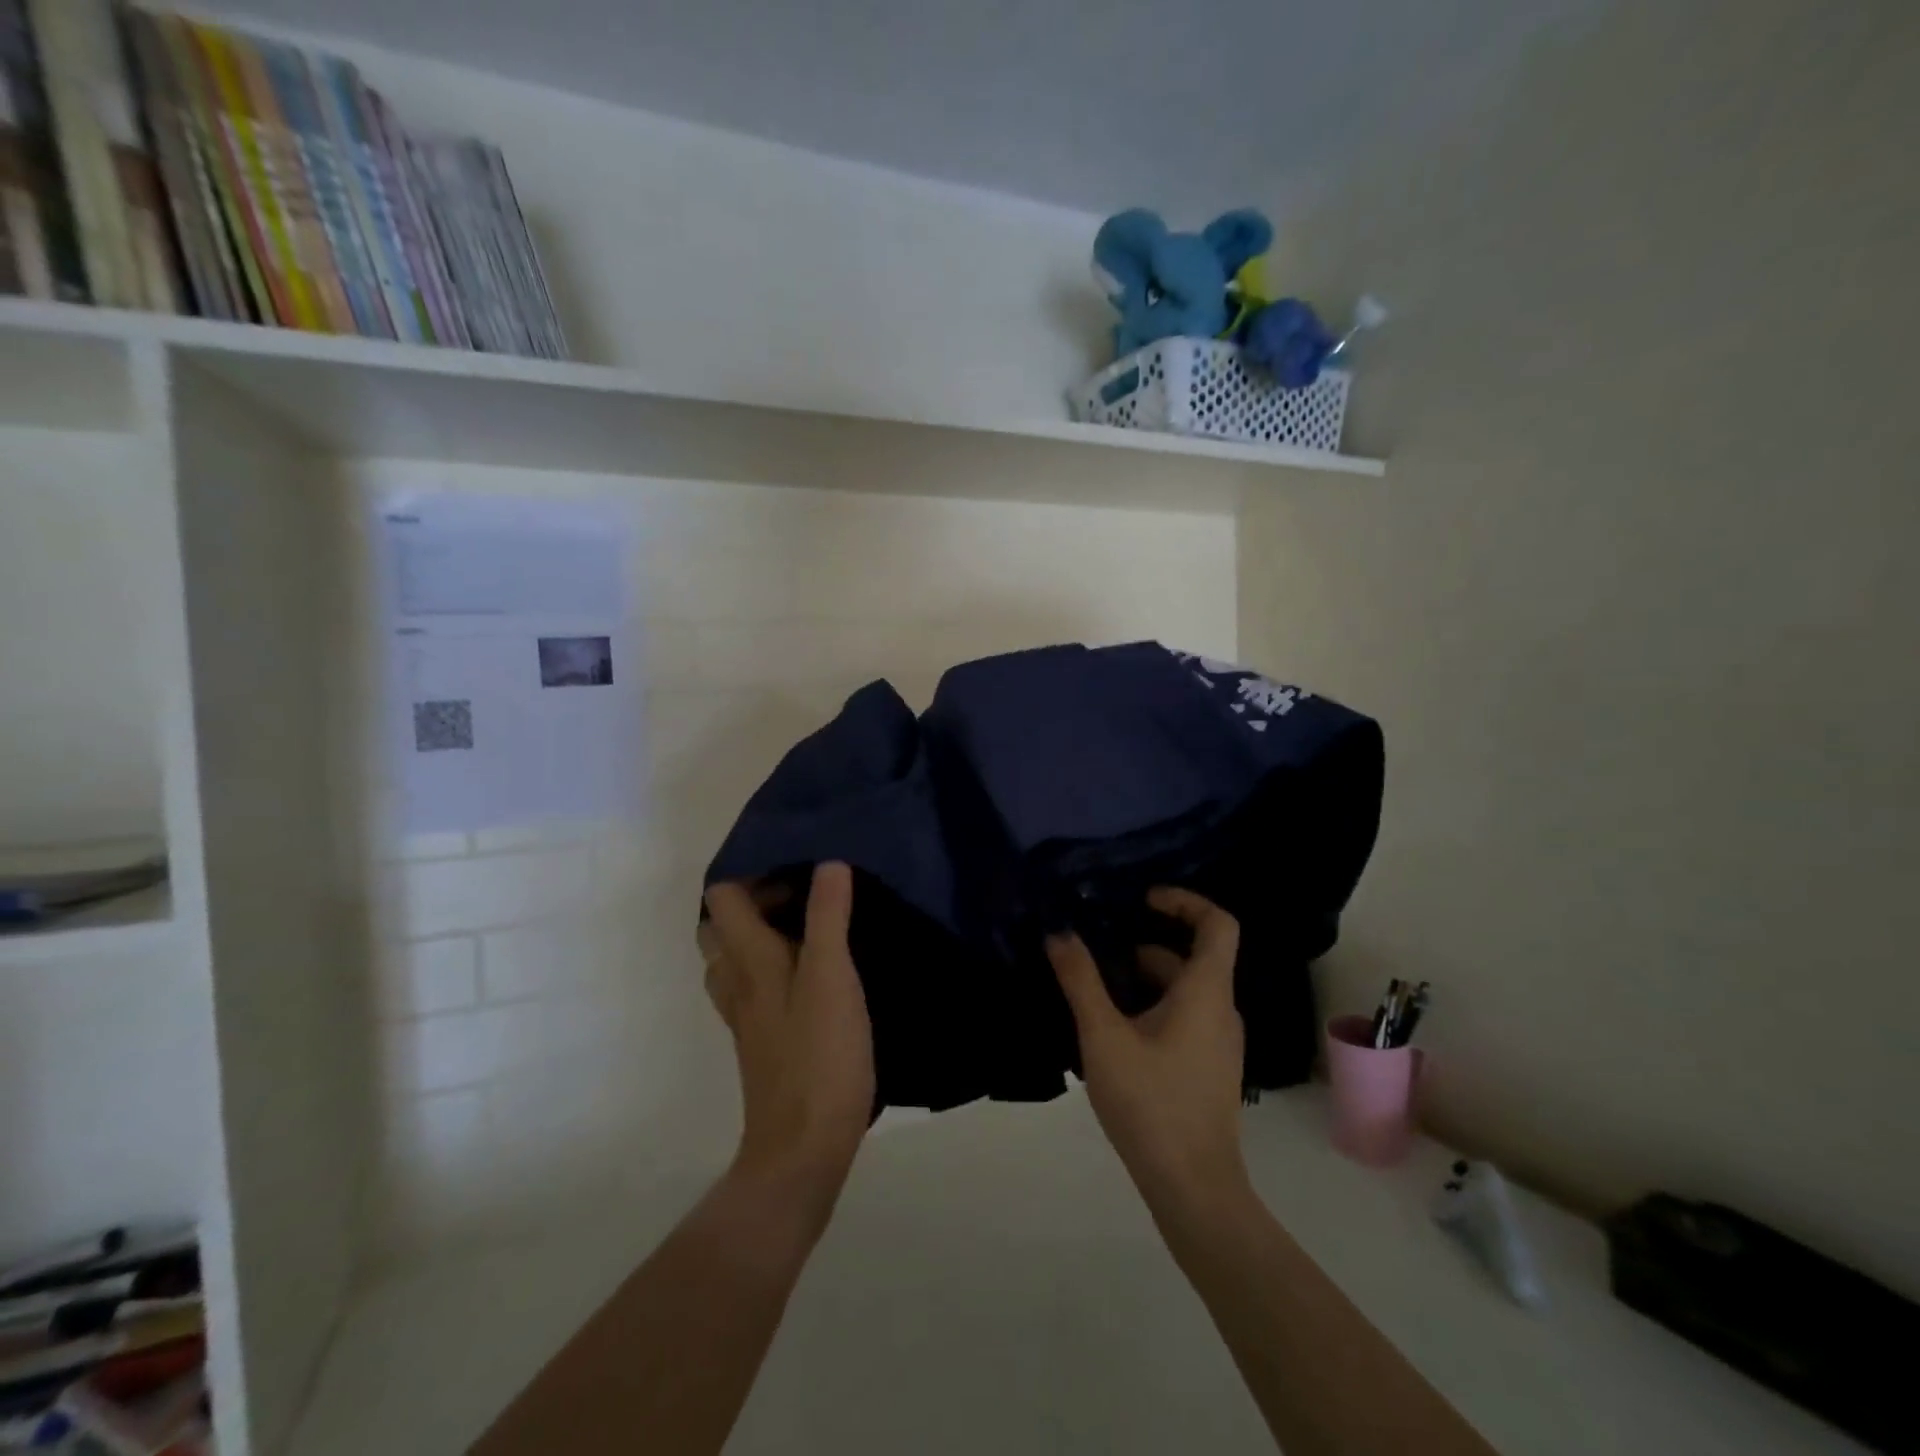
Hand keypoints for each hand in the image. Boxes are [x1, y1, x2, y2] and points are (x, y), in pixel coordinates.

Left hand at [700, 863, 874, 1220]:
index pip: (722, 896)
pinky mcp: (760, 1039)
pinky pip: (753, 986)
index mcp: (747, 960)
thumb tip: (828, 863)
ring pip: (734, 958)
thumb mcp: (831, 976)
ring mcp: (745, 1014)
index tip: (795, 863)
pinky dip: (771, 966)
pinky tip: (813, 973)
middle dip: (754, 899)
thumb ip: (828, 917)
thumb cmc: (819, 1055)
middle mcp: (736, 981)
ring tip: (809, 927)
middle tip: (803, 893)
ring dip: (761, 933)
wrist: (802, 1148)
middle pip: (721, 925)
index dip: (750, 871)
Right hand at [1047, 888, 1249, 1214]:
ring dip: (1143, 979)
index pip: (1218, 923)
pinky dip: (1151, 1006)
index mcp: (1206, 992)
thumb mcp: (1103, 1036)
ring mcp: (1218, 1042)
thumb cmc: (1150, 1102)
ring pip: (1184, 990)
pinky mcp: (1208, 1067)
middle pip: (1193, 956)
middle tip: (1098, 947)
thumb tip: (1058, 932)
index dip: (1185, 900)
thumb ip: (1080, 980)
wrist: (1192, 1188)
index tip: (1143, 899)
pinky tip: (1111, 1030)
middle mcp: (1221, 1010)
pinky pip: (1184, 1017)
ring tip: (1094, 988)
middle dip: (1145, 944)